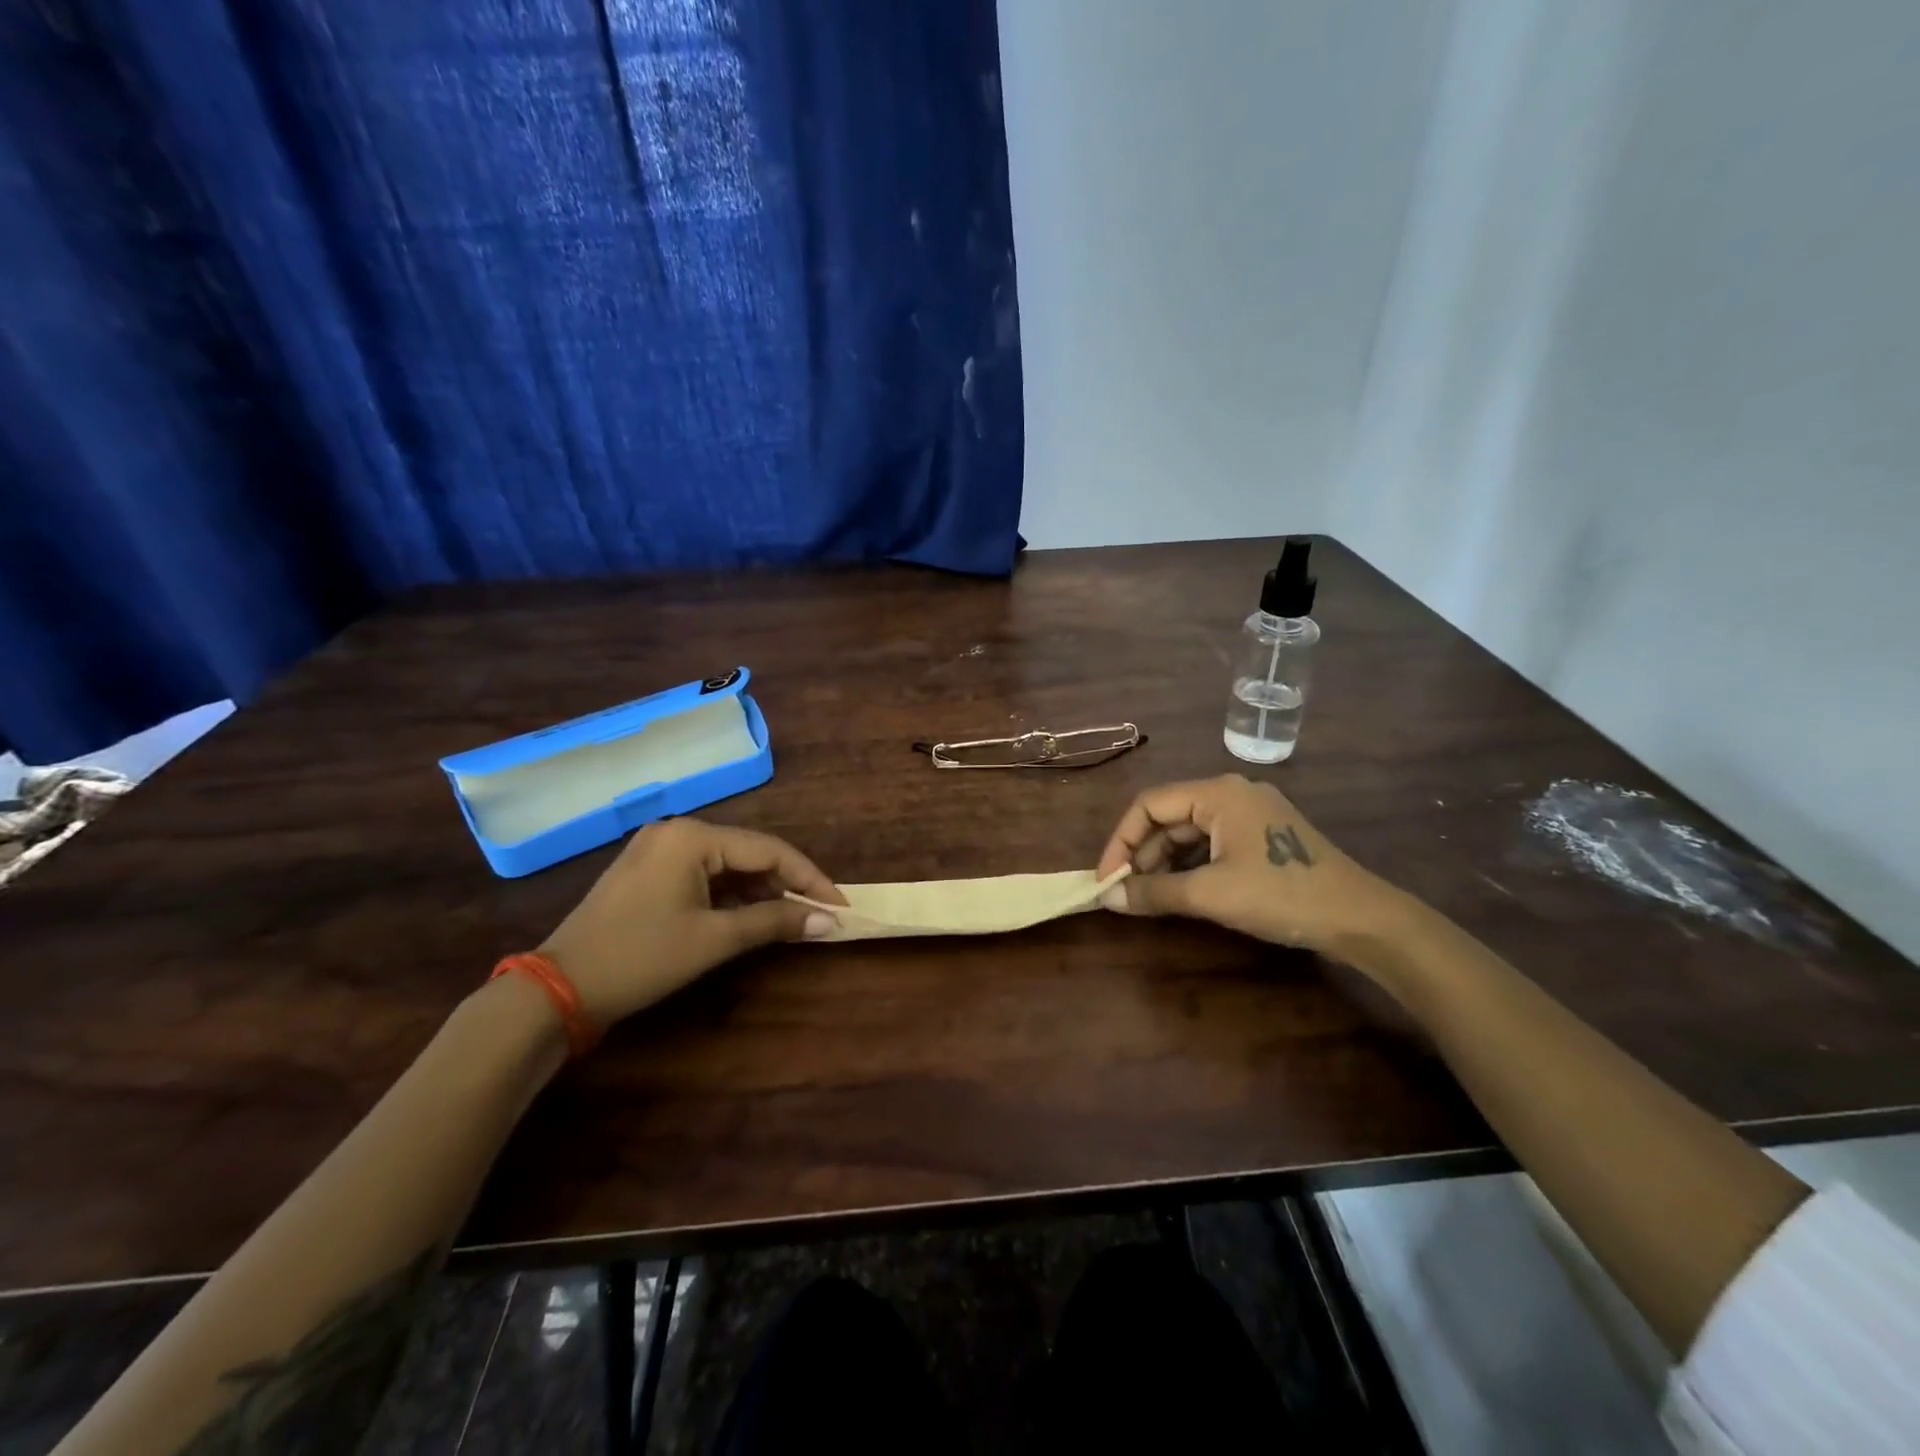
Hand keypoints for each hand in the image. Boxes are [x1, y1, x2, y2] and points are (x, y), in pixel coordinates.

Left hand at [538, 819, 847, 1026]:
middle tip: (819, 914)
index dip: (809, 878)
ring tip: (792, 919)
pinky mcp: (648, 872)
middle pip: (749, 853)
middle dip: (786, 884)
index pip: (769, 850)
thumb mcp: (713, 940)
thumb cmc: (641, 958)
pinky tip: (751, 915)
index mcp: (692, 837)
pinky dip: (731, 895)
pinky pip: (704, 874)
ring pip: (728, 864)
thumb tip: (828, 921)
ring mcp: (659, 850)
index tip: (840, 905)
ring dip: (760, 891)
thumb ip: (774, 921)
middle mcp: (677, 832)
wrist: (558, 990)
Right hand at [1095, 775, 1405, 955]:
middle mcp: (1232, 793)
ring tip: (1149, 896)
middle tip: (1125, 892)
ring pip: (1189, 831)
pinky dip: (1189, 865)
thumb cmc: (1281, 895)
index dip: (1120, 841)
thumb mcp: (1211, 895)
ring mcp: (1250, 813)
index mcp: (1218, 793)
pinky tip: (1181, 891)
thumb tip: (1106, 898)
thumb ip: (1154, 892)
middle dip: (1142, 854)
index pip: (1149, 805)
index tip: (1106, 880)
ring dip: (1164, 861)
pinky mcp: (1263, 835)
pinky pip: (1211, 842)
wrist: (1361, 919)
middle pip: (1168, 816)